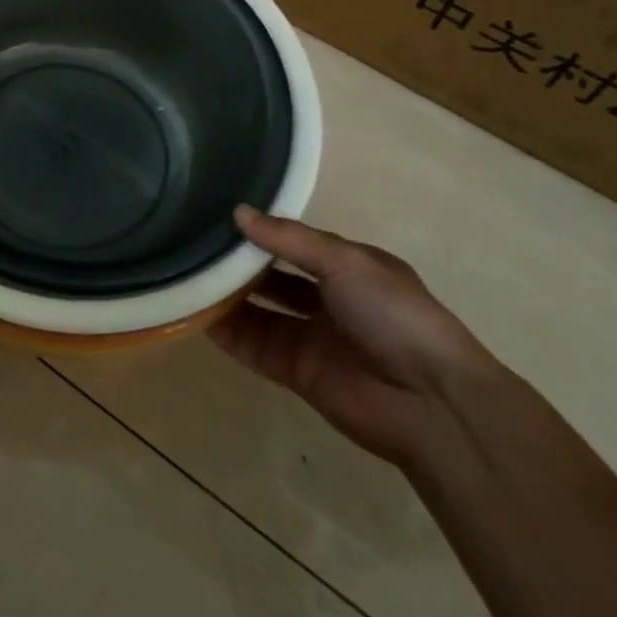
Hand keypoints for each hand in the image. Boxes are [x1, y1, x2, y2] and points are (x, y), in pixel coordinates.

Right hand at [209, 206, 502, 470]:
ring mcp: (310, 337)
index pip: (295, 242)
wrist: (431, 404)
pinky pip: (253, 347)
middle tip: (193, 242)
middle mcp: (327, 299)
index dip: (261, 230)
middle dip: (239, 263)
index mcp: (347, 267)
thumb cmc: (394, 315)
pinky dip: (226, 332)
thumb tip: (238, 213)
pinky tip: (194, 313)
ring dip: (227, 296)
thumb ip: (289, 239)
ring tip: (185, 272)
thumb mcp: (345, 262)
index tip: (218, 213)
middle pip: (272, 277)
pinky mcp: (296, 373)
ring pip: (258, 311)